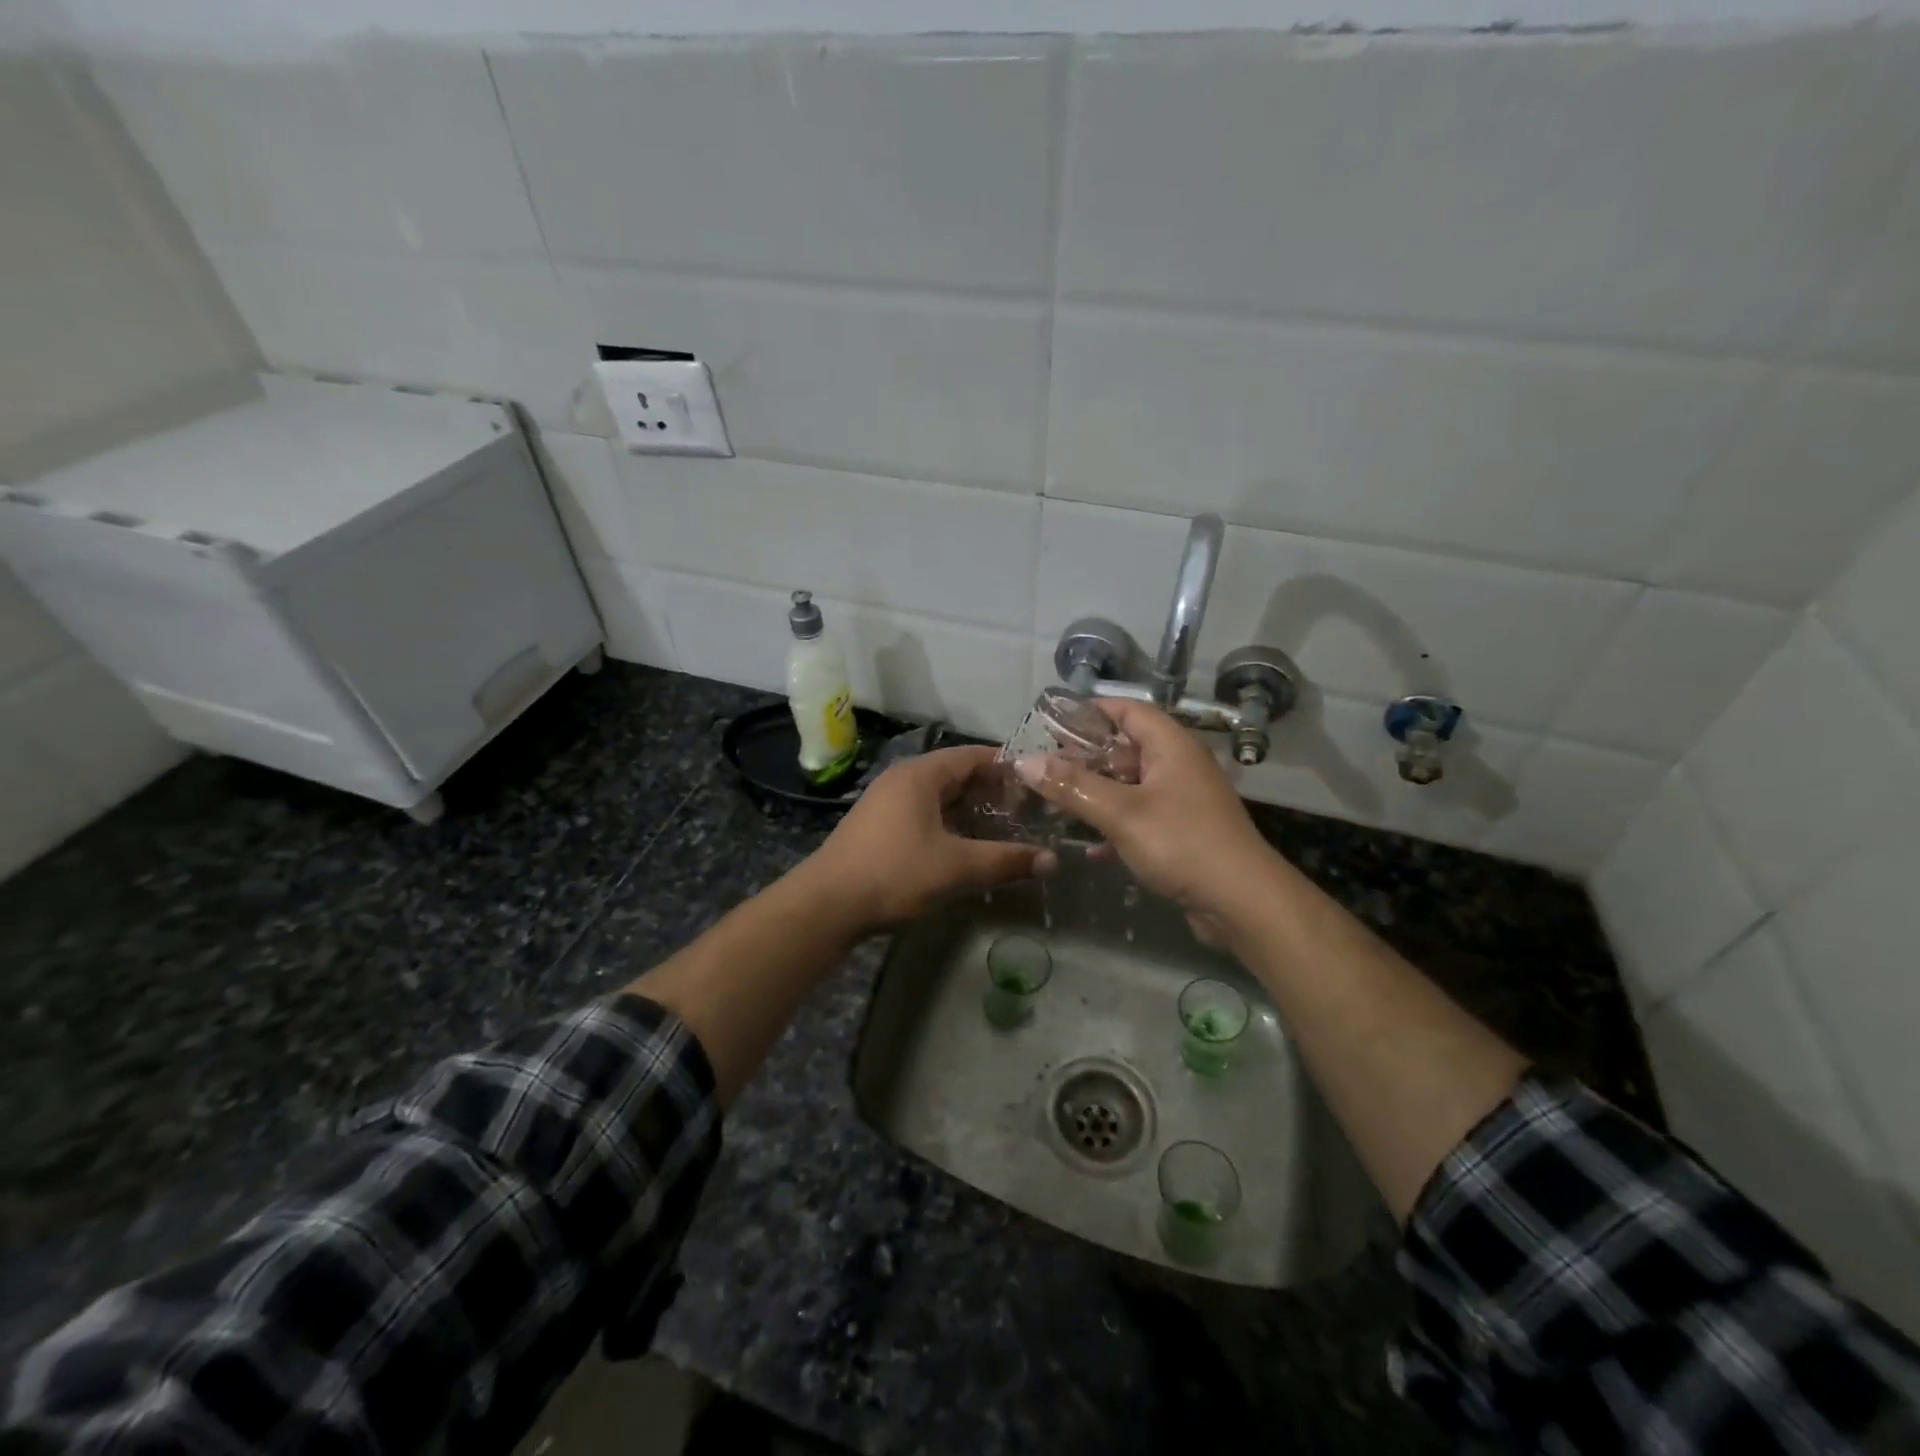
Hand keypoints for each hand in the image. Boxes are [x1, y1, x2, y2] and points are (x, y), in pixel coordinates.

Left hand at [804, 745, 1053, 931]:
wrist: (827, 904)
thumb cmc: (895, 873)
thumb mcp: (957, 868)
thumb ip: (1006, 861)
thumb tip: (1052, 860)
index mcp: (921, 775)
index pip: (973, 755)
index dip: (1006, 766)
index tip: (1037, 782)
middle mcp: (902, 778)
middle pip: (956, 773)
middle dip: (991, 789)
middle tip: (1026, 808)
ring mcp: (885, 800)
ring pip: (938, 794)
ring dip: (969, 807)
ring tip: (1002, 826)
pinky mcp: (878, 824)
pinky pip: (923, 811)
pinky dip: (948, 820)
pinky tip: (963, 844)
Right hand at [1012, 699, 1280, 928]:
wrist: (1242, 902)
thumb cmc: (1181, 843)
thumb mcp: (1121, 812)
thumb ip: (1072, 785)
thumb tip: (1024, 761)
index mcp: (1171, 746)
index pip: (1128, 710)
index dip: (1091, 711)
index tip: (1052, 723)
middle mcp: (1178, 766)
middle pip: (1125, 748)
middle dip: (1085, 758)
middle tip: (1043, 768)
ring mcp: (1182, 800)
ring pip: (1130, 786)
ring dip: (1096, 794)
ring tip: (1055, 804)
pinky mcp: (1182, 832)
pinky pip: (1140, 817)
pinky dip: (1114, 826)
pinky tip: (1089, 848)